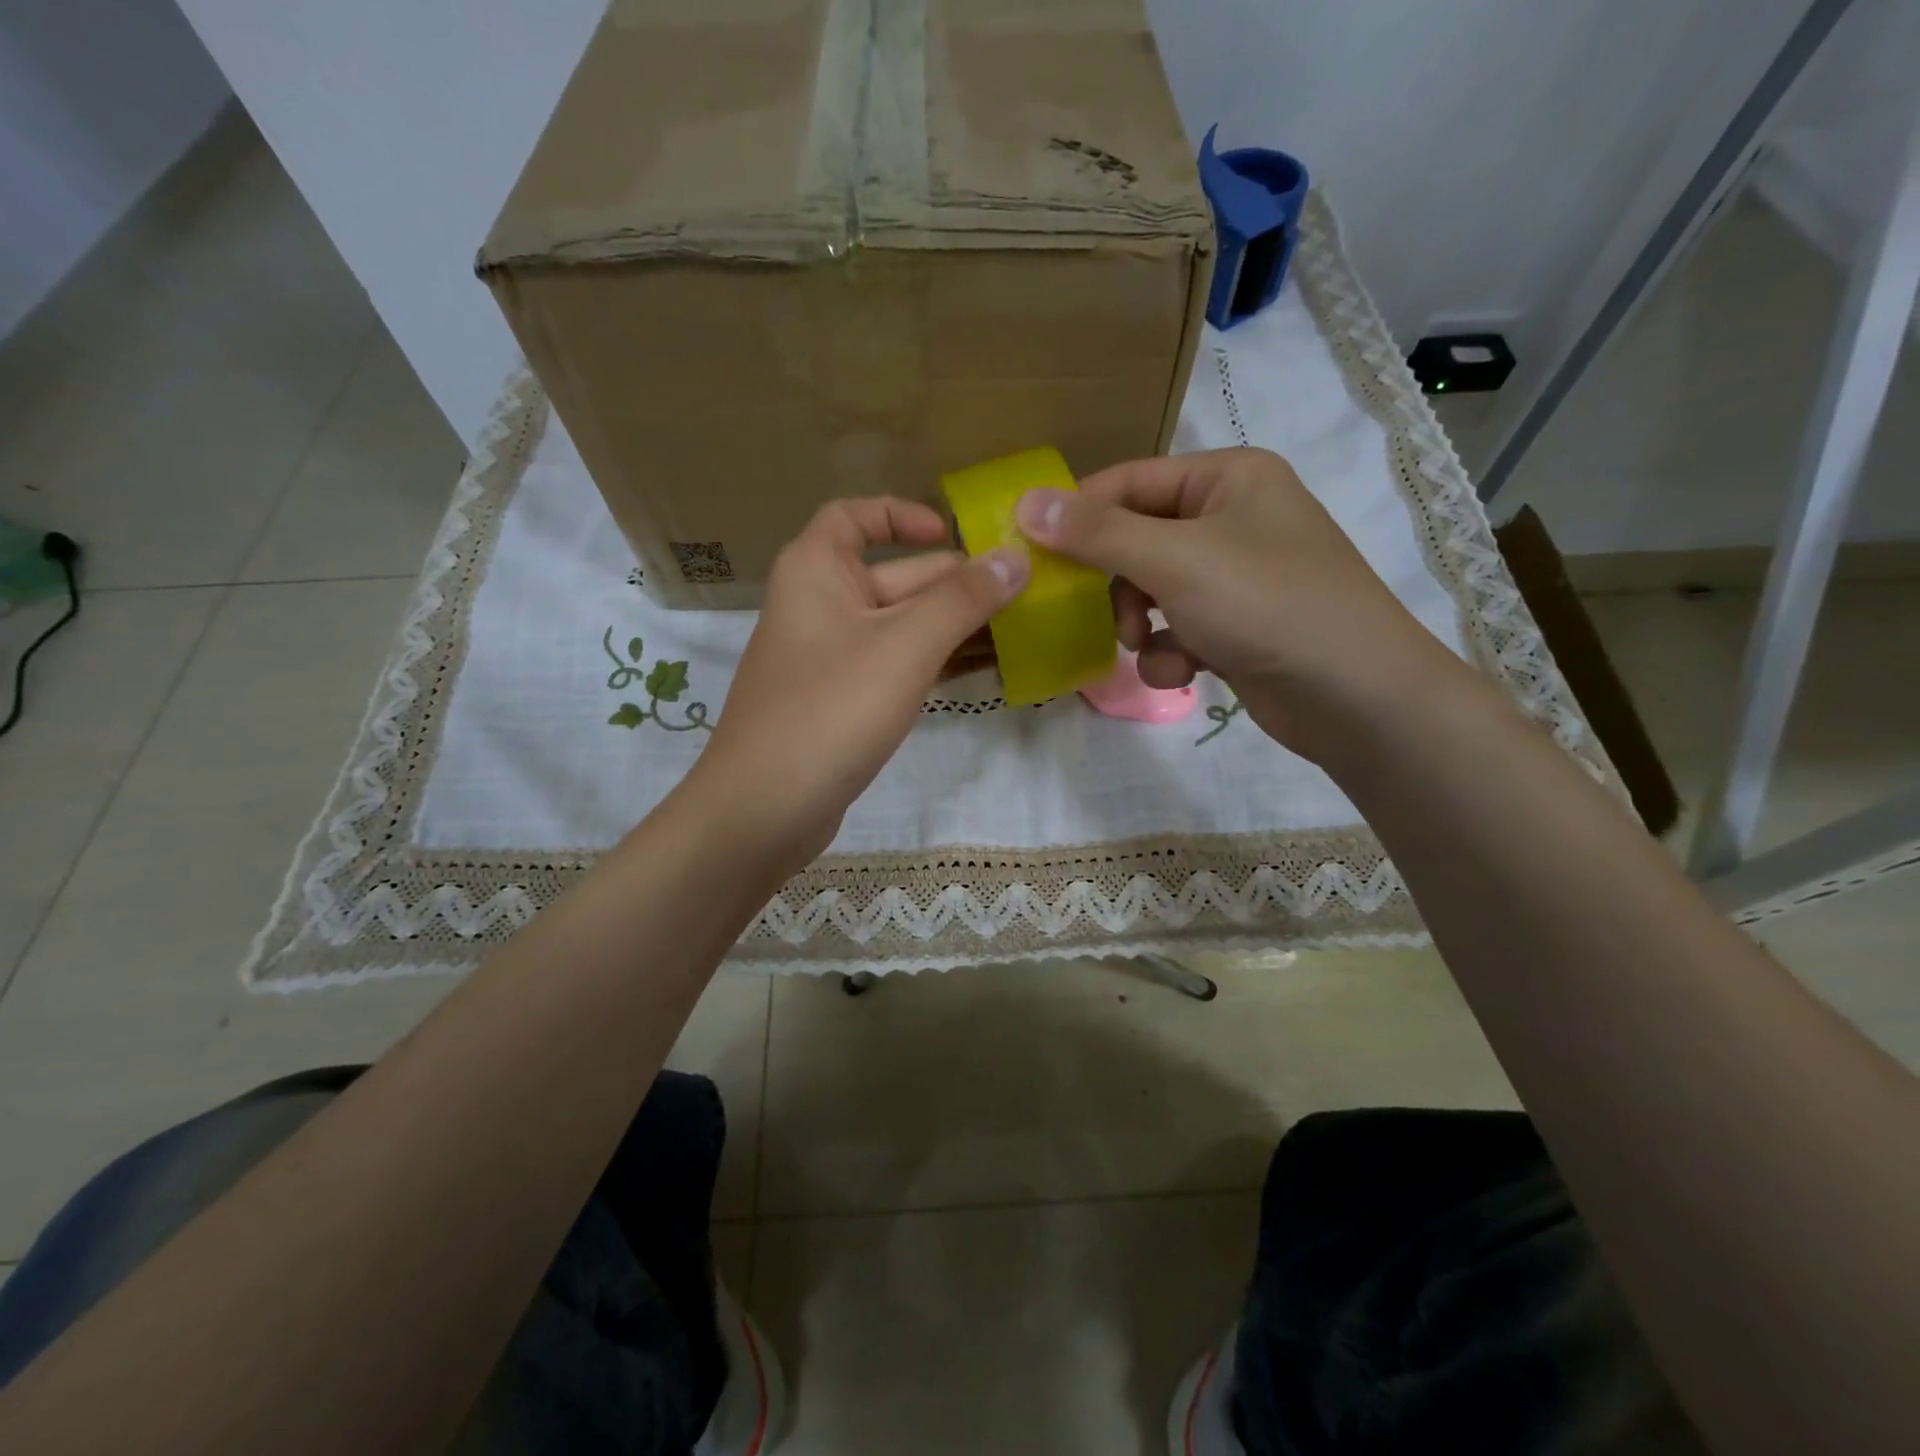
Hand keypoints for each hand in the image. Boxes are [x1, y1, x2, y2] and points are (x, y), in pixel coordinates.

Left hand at [691, 498, 1027, 863]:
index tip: (952, 534)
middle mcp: (821, 604)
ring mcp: (833, 656)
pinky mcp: (845, 700)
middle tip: (1025, 593)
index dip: (903, 515)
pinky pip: (898, 665)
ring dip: (956, 628)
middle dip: (958, 584)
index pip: (855, 516)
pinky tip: (987, 669)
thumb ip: (962, 600)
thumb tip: (1016, 558)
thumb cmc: (831, 710)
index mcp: (817, 570)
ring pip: (903, 626)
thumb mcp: (904, 647)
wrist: (765, 808)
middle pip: (896, 576)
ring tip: (1022, 630)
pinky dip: (937, 663)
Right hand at [1015, 448, 1458, 758]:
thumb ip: (1097, 533)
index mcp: (1228, 477)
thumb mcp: (1175, 560)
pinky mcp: (1236, 626)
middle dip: (1116, 584)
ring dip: (1138, 623)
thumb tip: (1025, 503)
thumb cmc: (1267, 605)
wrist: (1356, 697)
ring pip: (1151, 589)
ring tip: (1146, 646)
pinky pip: (1176, 627)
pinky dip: (1169, 651)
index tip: (1031, 553)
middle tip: (1100, 613)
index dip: (1078, 515)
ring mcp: (1236, 576)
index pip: (1128, 481)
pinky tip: (1184, 671)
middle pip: (1136, 539)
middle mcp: (1233, 518)